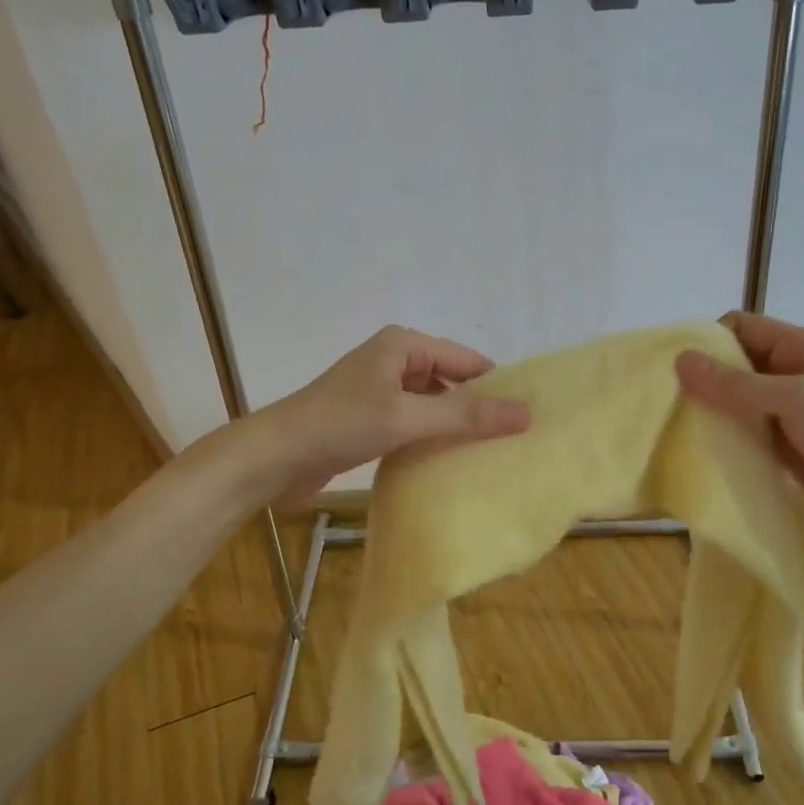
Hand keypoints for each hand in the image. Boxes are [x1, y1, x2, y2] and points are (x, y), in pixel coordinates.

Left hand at [249, 326, 531, 498]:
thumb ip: (466, 416)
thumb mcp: (408, 417)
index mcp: (403, 344)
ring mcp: (380, 389)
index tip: (527, 416)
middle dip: (477, 407)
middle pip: (450, 380)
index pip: (466, 360)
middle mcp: (394, 359)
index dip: (496, 386)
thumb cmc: (341, 424)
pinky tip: (450, 460)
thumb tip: (526, 413)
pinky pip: (414, 421)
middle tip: (513, 439)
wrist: (275, 456)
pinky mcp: (370, 417)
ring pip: (432, 403)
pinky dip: (431, 436)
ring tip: (490, 452)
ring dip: (454, 424)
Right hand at [675, 312, 803, 550]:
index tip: (677, 372)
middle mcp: (792, 371)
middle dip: (702, 377)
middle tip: (669, 403)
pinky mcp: (783, 444)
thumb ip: (737, 383)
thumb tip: (680, 360)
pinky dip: (724, 434)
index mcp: (801, 347)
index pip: (740, 326)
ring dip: (710, 408)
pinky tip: (702, 449)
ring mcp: (788, 410)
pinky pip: (744, 428)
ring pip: (735, 397)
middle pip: (734, 361)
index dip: (708, 341)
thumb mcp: (796, 401)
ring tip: (678, 427)